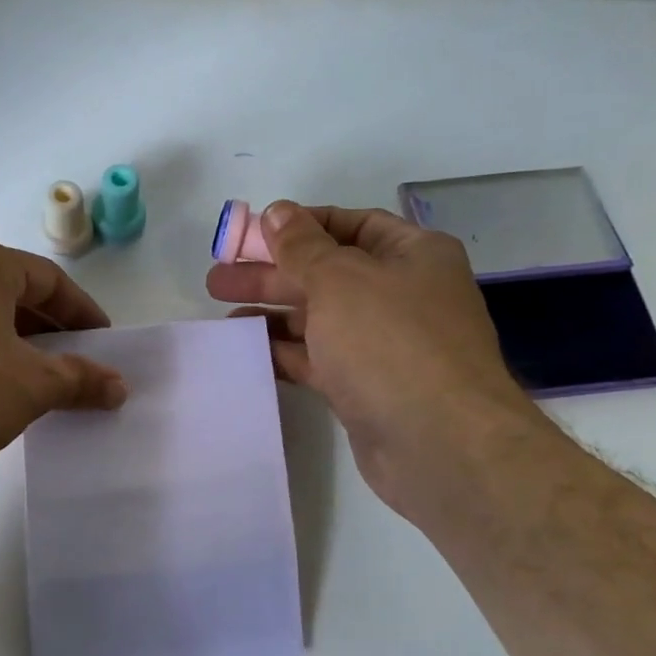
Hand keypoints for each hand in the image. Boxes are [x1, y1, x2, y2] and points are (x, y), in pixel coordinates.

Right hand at [206, 202, 543, 523]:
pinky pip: (317, 357)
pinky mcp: (365, 385)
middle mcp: (401, 294)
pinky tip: (246, 348)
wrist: (438, 442)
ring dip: (272, 313)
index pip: (350, 224)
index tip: (251, 234)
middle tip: (218, 278)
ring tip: (222, 316)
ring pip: (318, 318)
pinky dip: (283, 351)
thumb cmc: (390, 342)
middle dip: (272, 273)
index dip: (299, 225)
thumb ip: (301, 246)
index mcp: (411, 254)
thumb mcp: (339, 280)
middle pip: (326, 272)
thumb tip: (277, 212)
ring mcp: (384, 343)